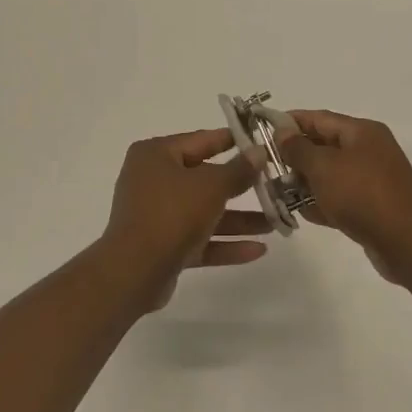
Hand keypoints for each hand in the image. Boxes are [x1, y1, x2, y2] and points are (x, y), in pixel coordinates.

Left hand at [98, 129, 272, 308]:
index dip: (232, 140)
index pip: (200, 140)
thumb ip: (238, 170)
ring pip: (205, 212)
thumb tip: (258, 151)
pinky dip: (225, 243)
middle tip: (274, 184)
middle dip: (241, 186)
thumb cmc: (171, 213)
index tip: (260, 140)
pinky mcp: (163, 246)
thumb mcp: (211, 186)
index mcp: (156, 155)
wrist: (134, 271)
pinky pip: (199, 239)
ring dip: (239, 219)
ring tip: (276, 222)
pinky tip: (259, 250)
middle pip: (204, 178)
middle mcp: (153, 180)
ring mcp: (157, 214)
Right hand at [278, 110, 411, 283]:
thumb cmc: (362, 195)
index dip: (289, 122)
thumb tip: (282, 130)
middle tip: (266, 167)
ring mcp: (372, 179)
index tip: (261, 130)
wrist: (407, 244)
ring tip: (278, 192)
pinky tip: (301, 213)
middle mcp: (368, 150)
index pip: (318, 118)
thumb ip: (298, 148)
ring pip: (330, 174)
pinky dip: (321, 202)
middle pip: (323, 145)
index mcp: (361, 131)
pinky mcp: (372, 206)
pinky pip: (340, 197)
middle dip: (294, 156)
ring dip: (305, 182)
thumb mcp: (323, 167)